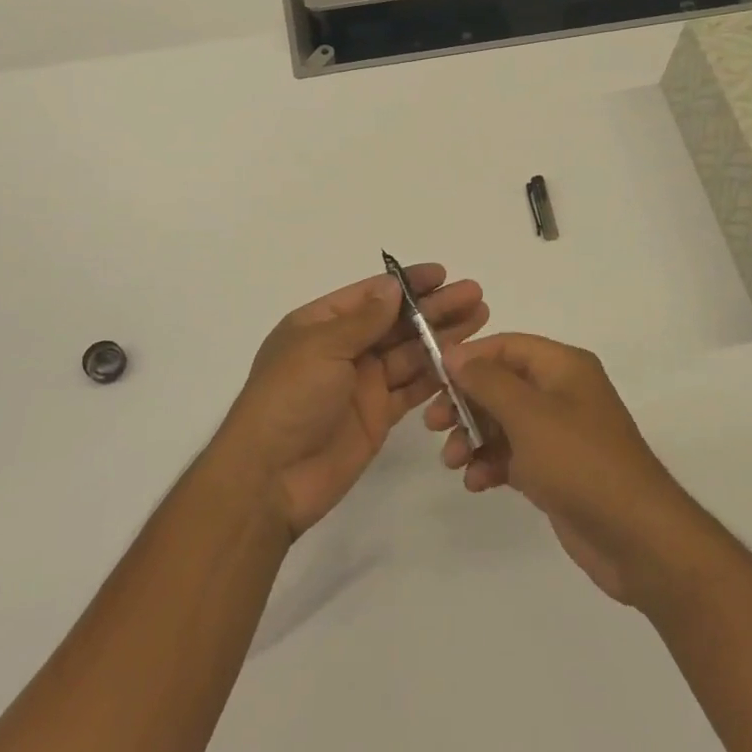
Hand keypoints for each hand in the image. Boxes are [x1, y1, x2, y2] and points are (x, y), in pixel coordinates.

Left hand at [215, 265, 488, 539]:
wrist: (271, 477)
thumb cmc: (289, 400)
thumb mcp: (321, 349)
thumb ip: (362, 320)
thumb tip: (392, 287)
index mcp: (320, 325)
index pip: (371, 295)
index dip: (407, 284)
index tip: (442, 274)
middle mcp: (343, 349)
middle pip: (396, 322)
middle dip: (433, 308)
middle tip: (474, 295)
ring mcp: (362, 383)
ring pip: (409, 353)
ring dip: (442, 337)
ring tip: (480, 319)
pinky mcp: (378, 415)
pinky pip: (412, 388)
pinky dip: (437, 375)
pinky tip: (464, 361)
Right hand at [426, 334, 697, 607]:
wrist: (637, 538)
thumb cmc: (580, 462)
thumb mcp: (527, 414)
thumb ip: (486, 380)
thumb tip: (454, 354)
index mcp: (563, 367)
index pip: (506, 346)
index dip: (468, 357)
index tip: (432, 377)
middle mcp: (562, 393)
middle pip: (500, 383)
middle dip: (464, 402)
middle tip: (433, 423)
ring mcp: (559, 434)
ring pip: (502, 422)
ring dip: (472, 437)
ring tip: (451, 461)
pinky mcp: (555, 470)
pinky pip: (513, 455)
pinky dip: (491, 463)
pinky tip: (476, 482)